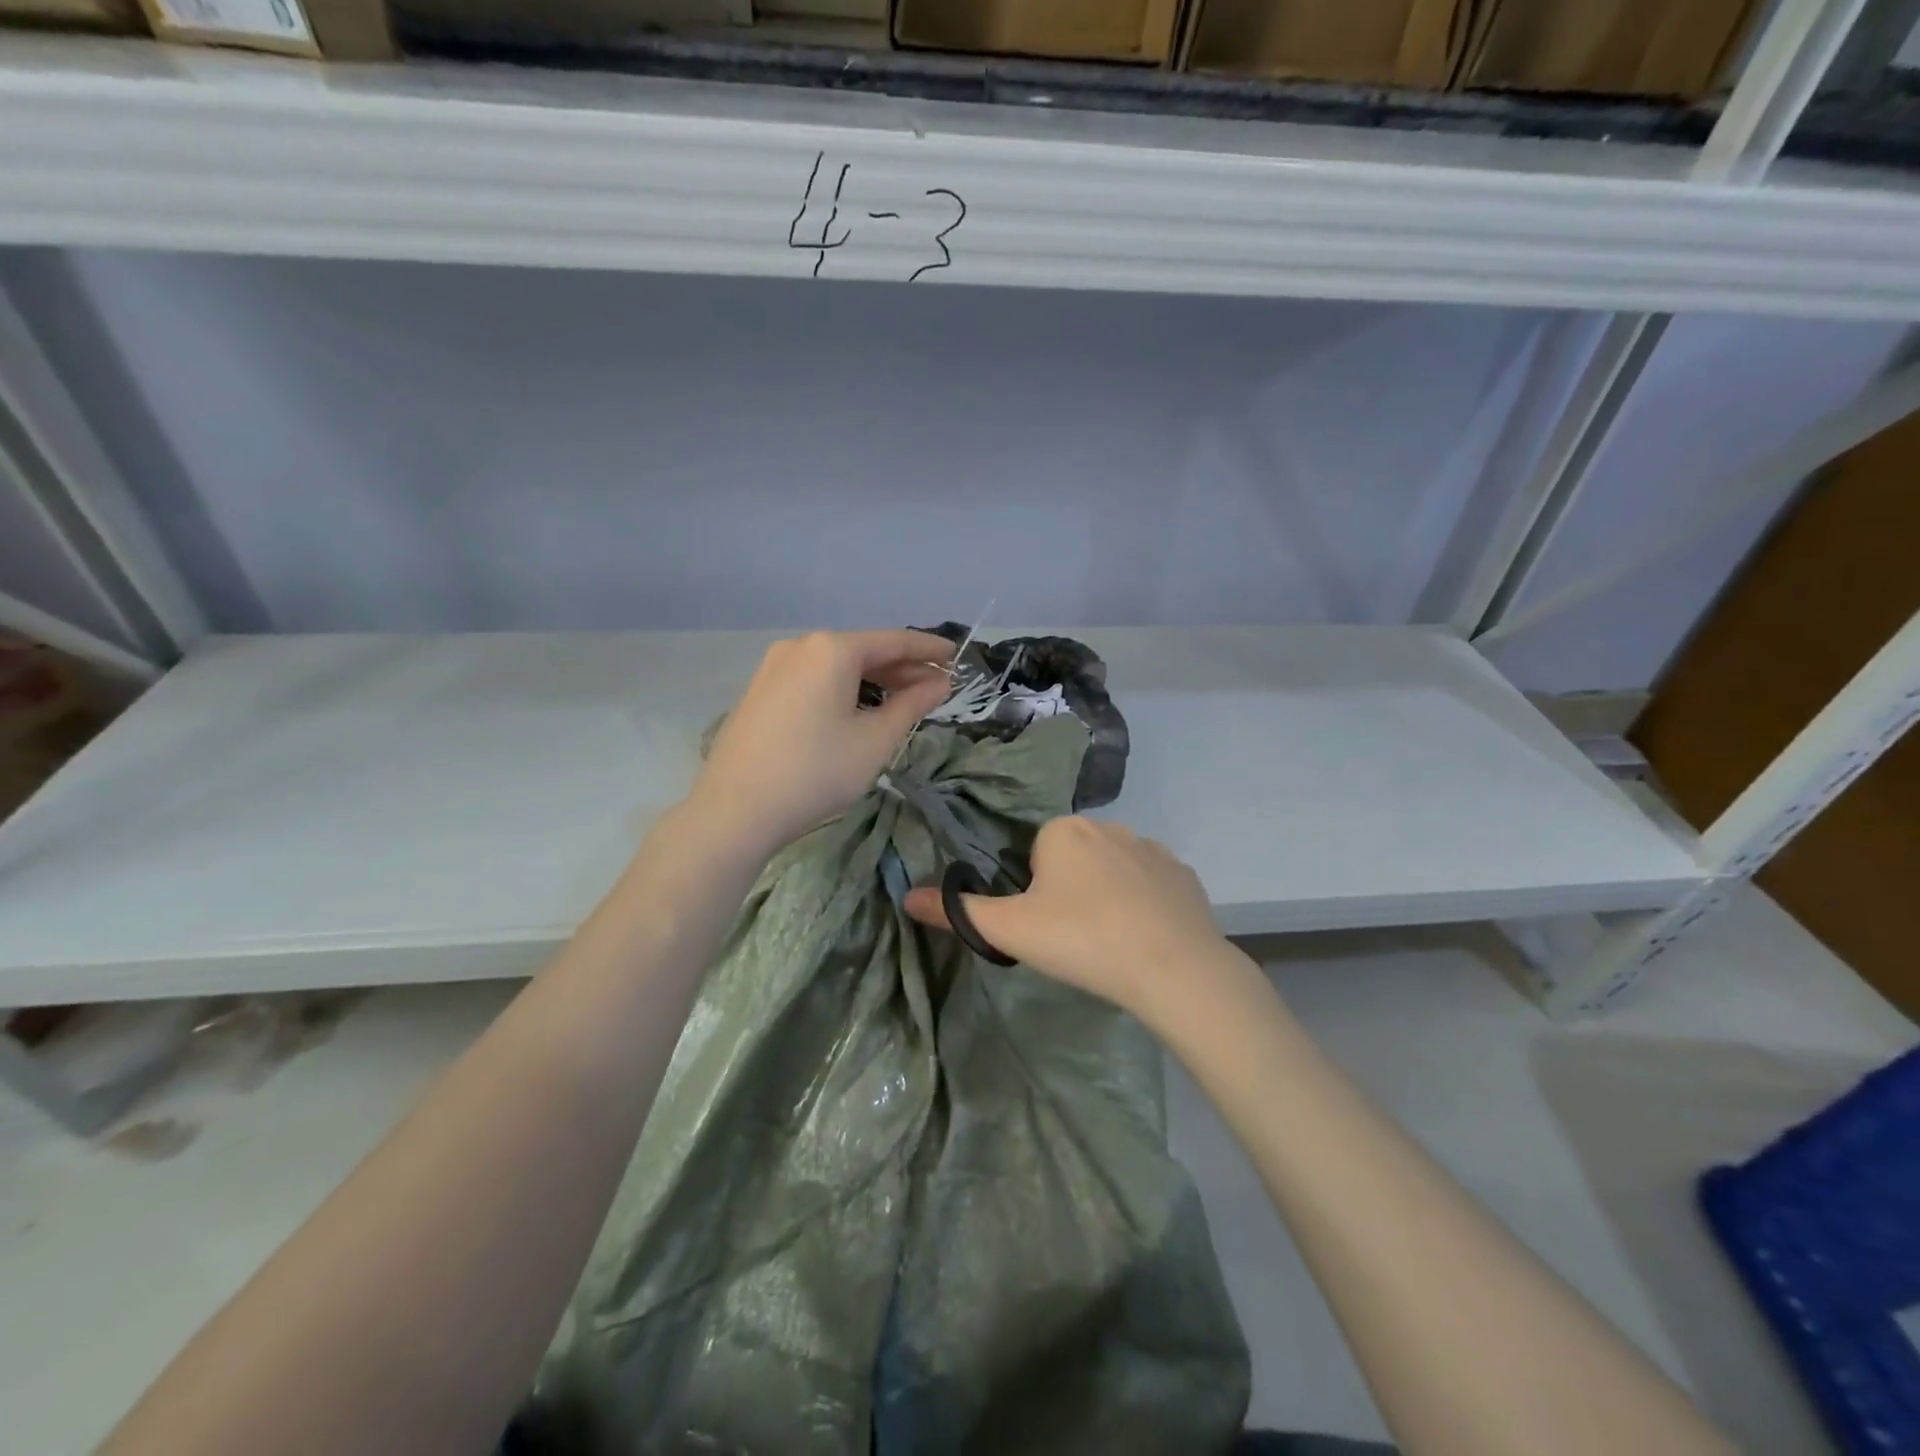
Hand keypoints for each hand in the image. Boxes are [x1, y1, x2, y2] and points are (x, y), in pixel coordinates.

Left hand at [690, 629, 954, 857]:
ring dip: (873, 679)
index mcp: (832, 649)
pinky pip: (814, 679)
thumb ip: (912, 705)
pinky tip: (858, 709)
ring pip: (837, 665)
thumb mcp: (875, 740)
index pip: (894, 641)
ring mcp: (774, 667)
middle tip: (936, 687)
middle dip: (902, 668)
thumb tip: (939, 683)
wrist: (735, 810)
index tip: (956, 658)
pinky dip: (843, 688)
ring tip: (903, 700)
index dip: (928, 650)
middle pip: (863, 650)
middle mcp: (800, 646)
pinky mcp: (760, 691)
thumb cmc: (816, 772)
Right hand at [904, 817, 1238, 1025]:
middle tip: (1074, 937)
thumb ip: (958, 912)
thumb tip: (907, 897)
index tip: (1045, 924)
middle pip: (1075, 859)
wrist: (1172, 967)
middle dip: (1070, 890)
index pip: (1035, 853)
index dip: (1034, 891)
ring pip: (1114, 870)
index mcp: (1064, 830)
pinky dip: (1145, 905)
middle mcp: (1109, 826)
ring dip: (1108, 895)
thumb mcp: (1010, 929)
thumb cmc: (1081, 939)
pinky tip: (1145, 938)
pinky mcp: (1184, 875)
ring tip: (1110, 942)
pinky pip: (1152, 885)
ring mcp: (1152, 849)